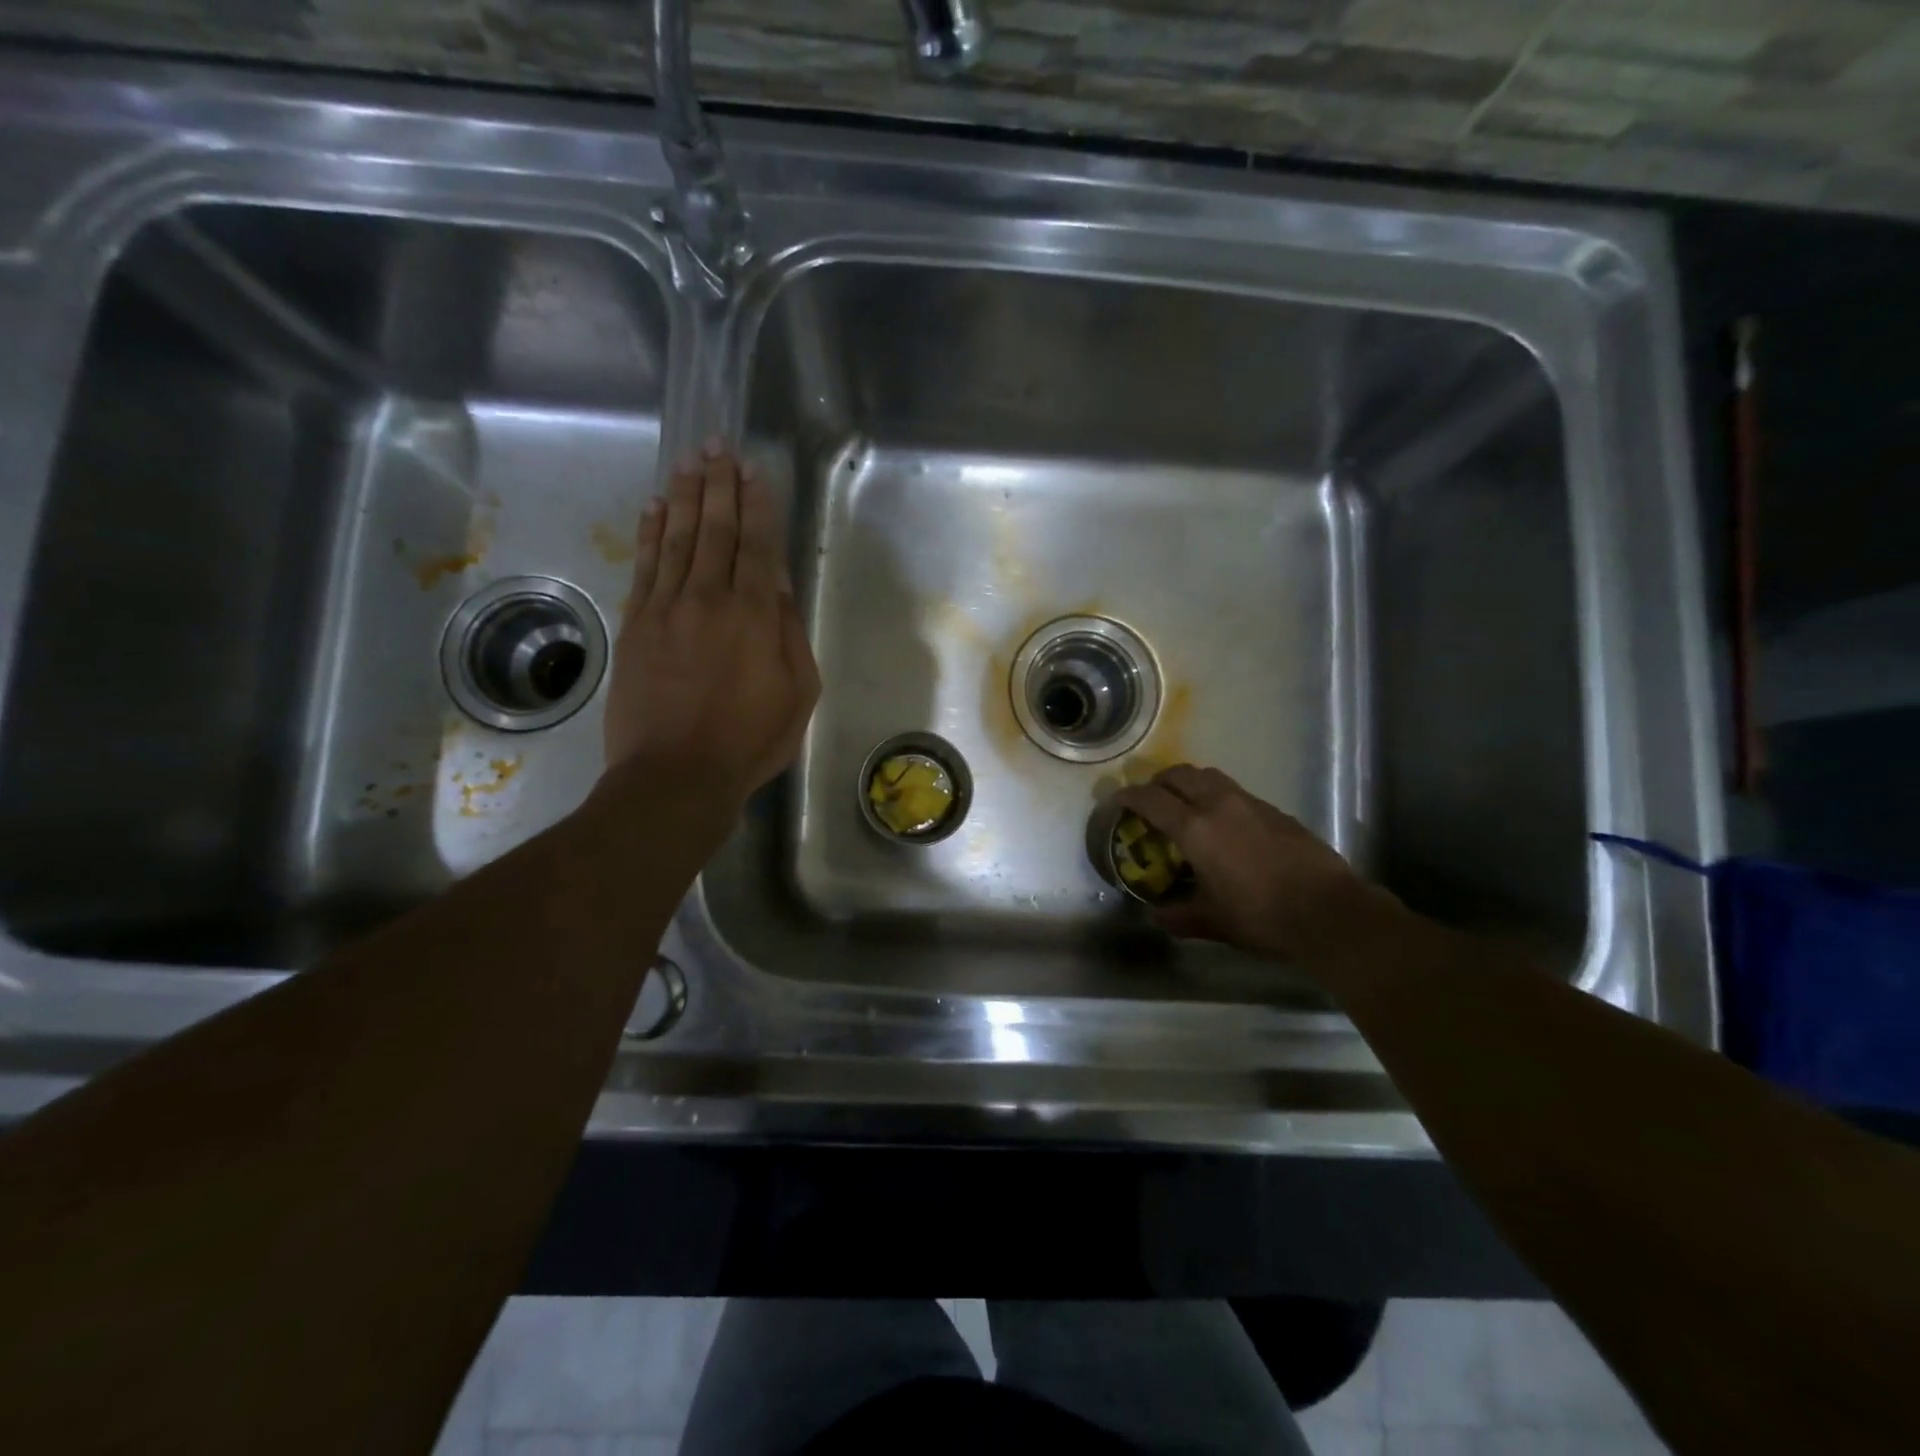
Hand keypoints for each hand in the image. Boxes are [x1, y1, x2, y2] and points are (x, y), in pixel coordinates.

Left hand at [603, 442, 819, 804]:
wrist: (675, 774)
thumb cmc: (749, 740)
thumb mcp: (798, 693)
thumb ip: (791, 634)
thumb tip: (781, 587)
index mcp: (755, 614)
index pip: (758, 544)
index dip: (757, 503)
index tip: (754, 469)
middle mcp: (710, 597)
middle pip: (715, 529)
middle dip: (719, 485)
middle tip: (718, 446)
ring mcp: (666, 608)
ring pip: (677, 538)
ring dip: (685, 496)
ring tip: (689, 461)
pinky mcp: (635, 624)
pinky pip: (644, 566)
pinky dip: (649, 532)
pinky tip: (654, 507)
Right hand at [1114, 765, 1386, 960]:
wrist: (1329, 911)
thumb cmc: (1261, 916)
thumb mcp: (1213, 921)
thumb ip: (1178, 916)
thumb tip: (1156, 915)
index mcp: (1195, 828)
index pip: (1151, 799)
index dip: (1129, 797)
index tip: (1117, 801)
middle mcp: (1219, 805)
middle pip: (1180, 774)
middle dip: (1159, 782)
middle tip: (1151, 801)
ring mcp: (1251, 803)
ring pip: (1210, 776)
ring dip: (1189, 784)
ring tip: (1185, 806)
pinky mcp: (1276, 811)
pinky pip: (1235, 791)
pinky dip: (1217, 797)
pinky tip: (1224, 825)